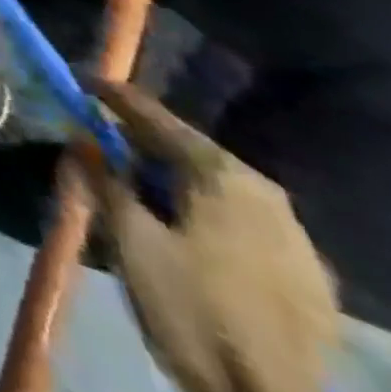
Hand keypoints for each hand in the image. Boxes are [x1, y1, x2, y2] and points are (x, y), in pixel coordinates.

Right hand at [86, 80, 338, 391]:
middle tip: (101, 144)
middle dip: (142, 145)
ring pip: (218, 191)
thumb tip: (80, 136)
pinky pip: (243, 226)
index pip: (155, 116)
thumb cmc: (195, 312)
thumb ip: (102, 178)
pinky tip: (186, 236)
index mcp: (224, 174)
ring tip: (138, 192)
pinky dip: (206, 216)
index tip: (79, 80)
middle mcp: (266, 193)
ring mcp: (297, 239)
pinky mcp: (311, 282)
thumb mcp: (131, 240)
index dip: (112, 95)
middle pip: (189, 152)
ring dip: (175, 183)